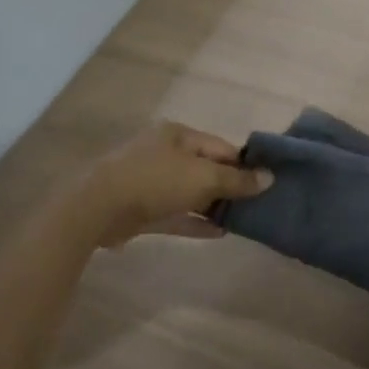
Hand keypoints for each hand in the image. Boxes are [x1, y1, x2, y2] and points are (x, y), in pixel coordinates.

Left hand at [76, 121, 271, 248]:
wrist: (98, 208)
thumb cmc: (155, 180)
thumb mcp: (203, 176)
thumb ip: (236, 179)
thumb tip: (270, 178)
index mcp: (178, 135)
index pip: (221, 147)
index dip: (244, 164)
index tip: (266, 183)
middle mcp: (164, 153)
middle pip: (205, 168)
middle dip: (229, 186)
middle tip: (257, 205)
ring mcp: (151, 181)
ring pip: (190, 192)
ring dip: (213, 206)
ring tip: (242, 220)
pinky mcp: (142, 209)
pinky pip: (176, 214)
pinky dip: (195, 221)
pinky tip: (219, 233)